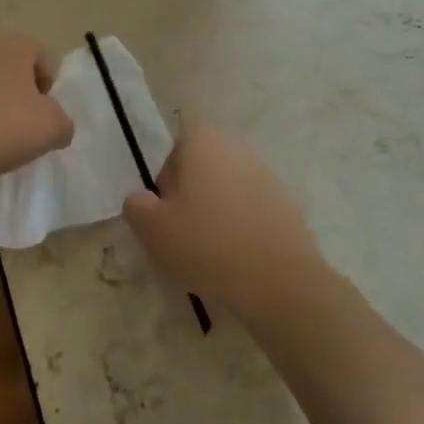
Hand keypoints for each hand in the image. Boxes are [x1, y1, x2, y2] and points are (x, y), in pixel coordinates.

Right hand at [122, 124, 331, 321]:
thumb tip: (143, 200)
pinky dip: (241, 227)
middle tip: (182, 231)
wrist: (277, 280)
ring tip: (210, 250)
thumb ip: (135, 205)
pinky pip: (251, 210)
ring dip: (216, 212)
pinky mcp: (287, 204)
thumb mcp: (150, 227)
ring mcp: (267, 175)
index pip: (175, 148)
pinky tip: (237, 258)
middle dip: (190, 194)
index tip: (165, 209)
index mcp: (203, 142)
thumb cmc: (205, 243)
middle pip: (202, 166)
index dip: (166, 178)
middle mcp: (237, 148)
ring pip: (227, 189)